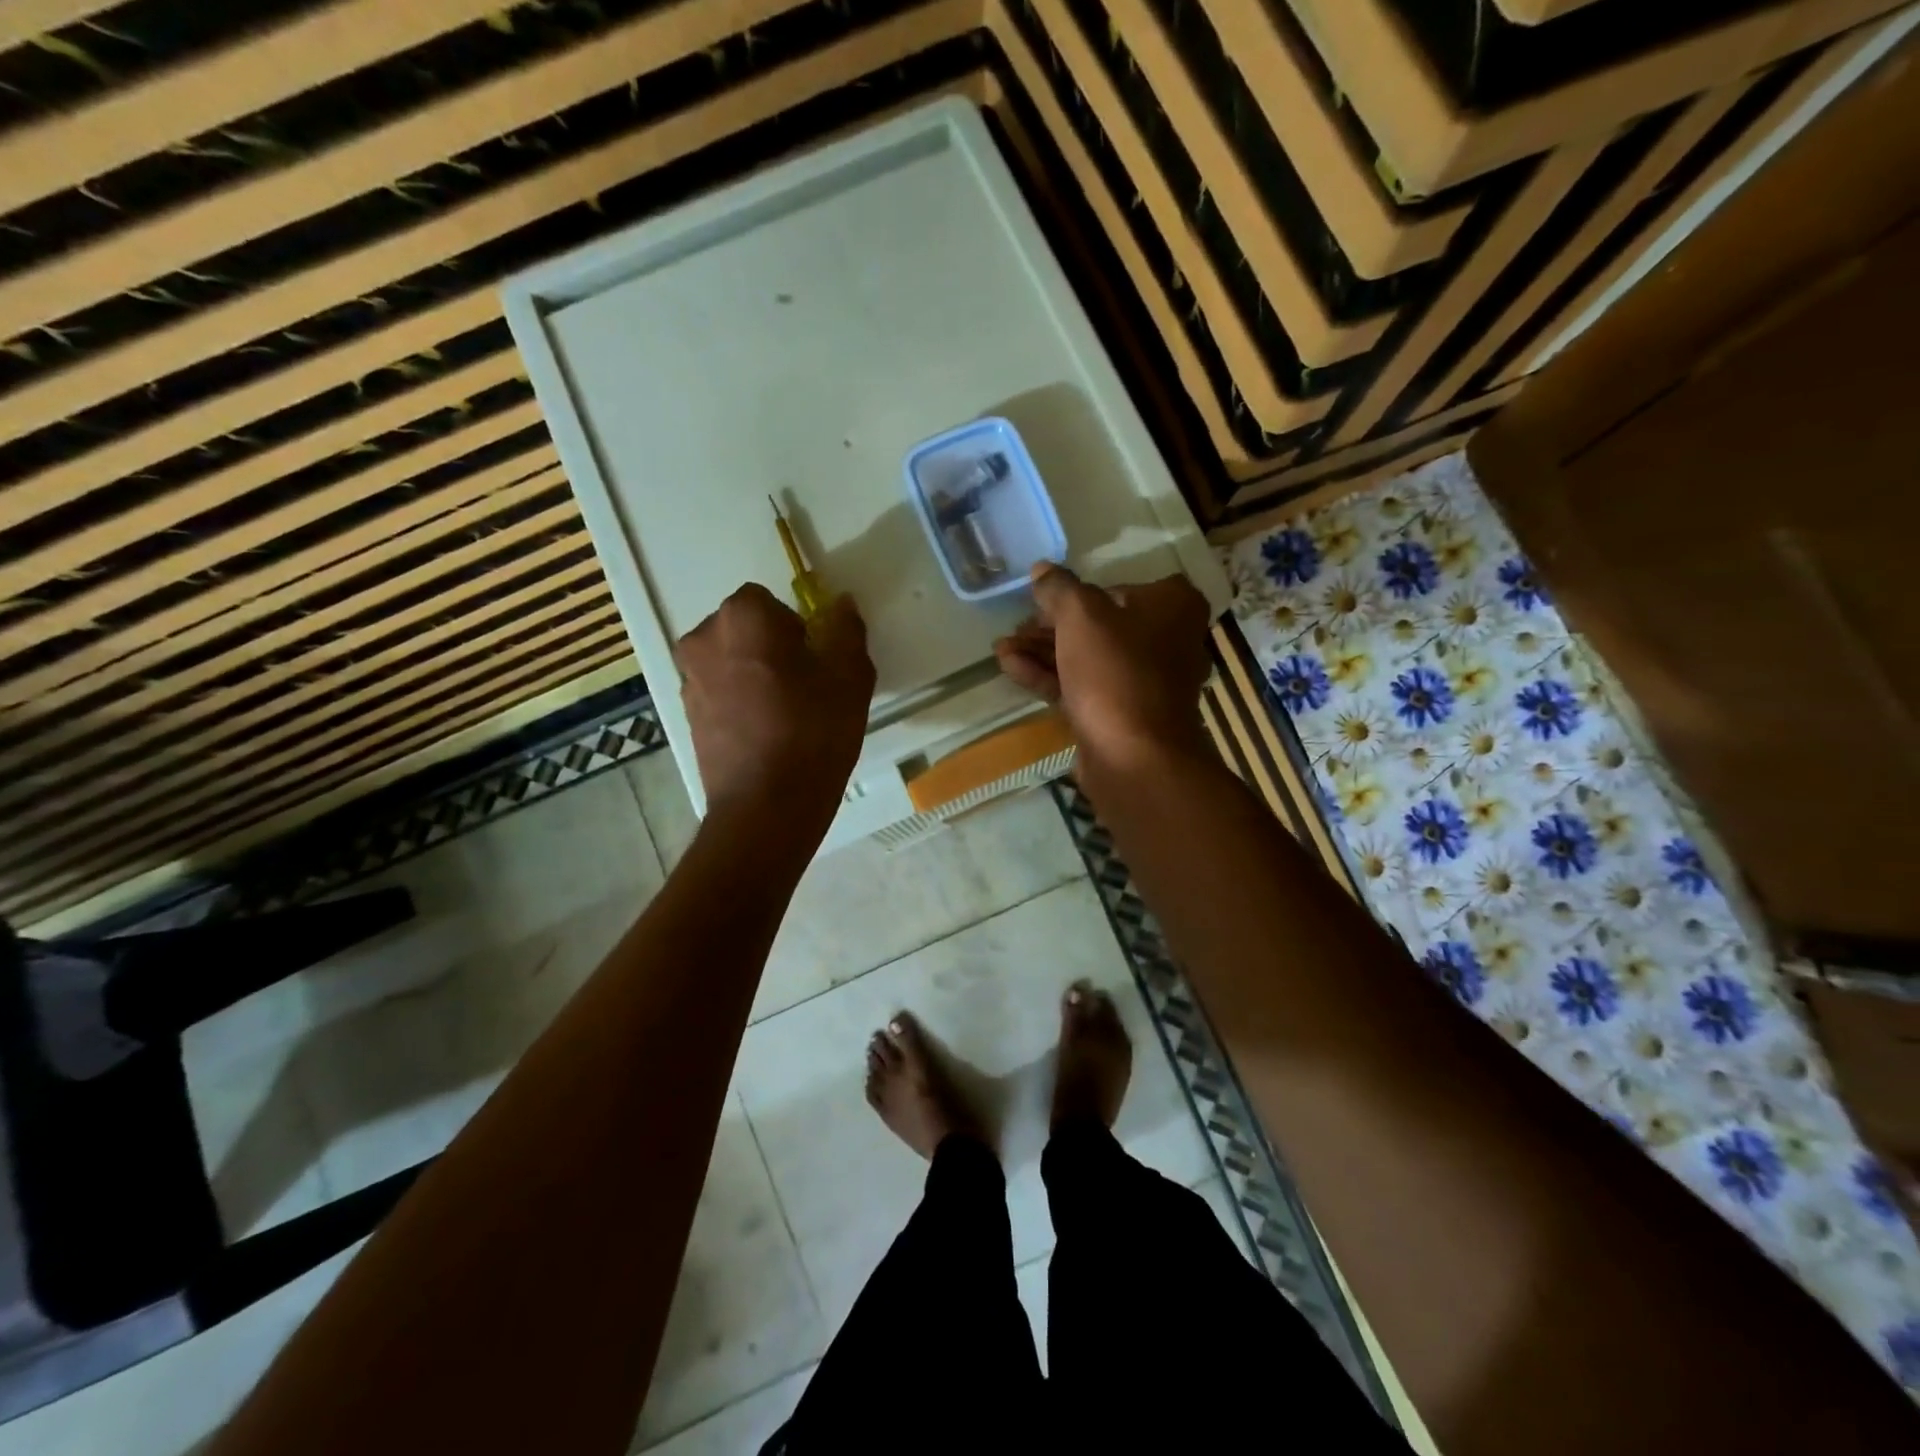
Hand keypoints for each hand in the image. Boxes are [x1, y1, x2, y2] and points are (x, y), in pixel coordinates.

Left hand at [675, 585, 874, 832]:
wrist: (765, 807)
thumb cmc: (813, 732)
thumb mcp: (849, 676)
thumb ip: (845, 629)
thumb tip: (840, 603)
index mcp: (743, 618)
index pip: (769, 601)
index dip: (797, 627)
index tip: (816, 660)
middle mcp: (704, 639)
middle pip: (745, 629)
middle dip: (772, 647)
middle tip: (806, 686)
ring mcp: (689, 680)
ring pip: (730, 661)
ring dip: (754, 674)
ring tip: (786, 715)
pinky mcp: (686, 716)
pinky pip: (719, 693)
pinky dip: (739, 702)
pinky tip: (766, 735)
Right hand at [993, 563, 1211, 771]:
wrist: (1133, 756)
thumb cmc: (1115, 672)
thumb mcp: (1081, 616)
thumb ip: (1059, 588)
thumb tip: (1042, 571)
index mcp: (1173, 606)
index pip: (1117, 588)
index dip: (1076, 594)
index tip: (1042, 600)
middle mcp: (1166, 641)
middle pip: (1099, 625)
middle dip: (1050, 627)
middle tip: (1015, 626)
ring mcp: (1144, 682)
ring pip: (1087, 657)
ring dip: (1043, 651)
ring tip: (1001, 648)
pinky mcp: (1122, 713)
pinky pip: (1083, 686)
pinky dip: (1049, 676)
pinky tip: (1010, 667)